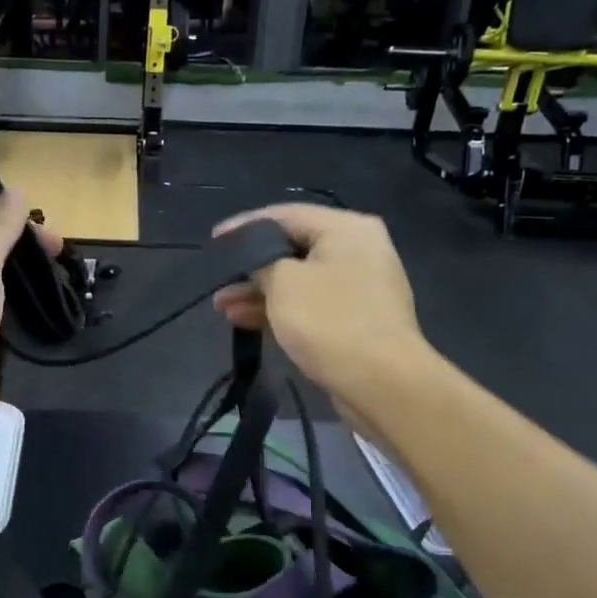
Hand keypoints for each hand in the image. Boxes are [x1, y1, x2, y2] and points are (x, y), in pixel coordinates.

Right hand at [211, 204, 430, 410]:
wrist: (382, 383)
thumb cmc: (330, 321)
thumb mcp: (282, 281)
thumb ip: (260, 261)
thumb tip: (253, 258)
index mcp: (346, 229)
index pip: (285, 214)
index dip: (244, 226)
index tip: (214, 239)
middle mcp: (357, 250)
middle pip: (292, 248)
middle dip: (250, 266)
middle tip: (217, 278)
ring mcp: (358, 287)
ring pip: (297, 280)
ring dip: (259, 291)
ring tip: (221, 306)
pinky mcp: (354, 320)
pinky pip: (309, 304)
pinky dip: (278, 309)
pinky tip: (244, 320)